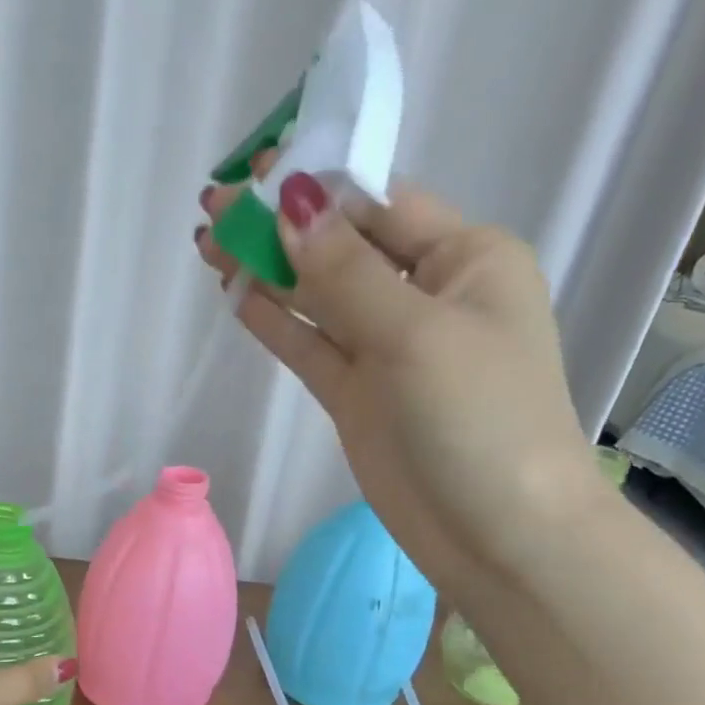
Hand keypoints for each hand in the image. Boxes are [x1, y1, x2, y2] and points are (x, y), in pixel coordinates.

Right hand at [196, 155, 608, 594]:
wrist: (496, 533)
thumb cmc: (478, 419)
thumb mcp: (415, 334)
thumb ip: (346, 273)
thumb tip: (292, 203)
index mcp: (464, 260)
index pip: (380, 204)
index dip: (318, 184)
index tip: (255, 171)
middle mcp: (424, 295)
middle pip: (341, 246)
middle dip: (282, 225)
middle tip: (212, 207)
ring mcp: (386, 349)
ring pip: (317, 296)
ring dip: (268, 270)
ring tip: (208, 244)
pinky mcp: (356, 394)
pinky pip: (309, 345)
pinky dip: (275, 321)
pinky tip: (236, 295)